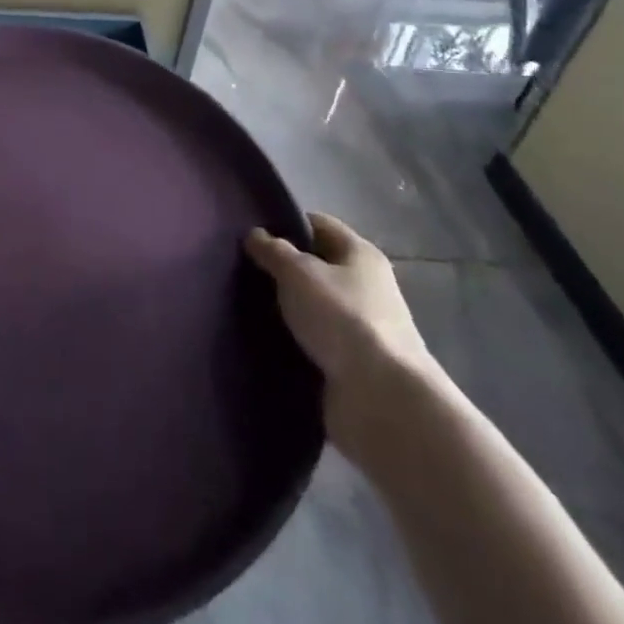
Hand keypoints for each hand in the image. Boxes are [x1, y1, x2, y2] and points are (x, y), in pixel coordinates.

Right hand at [246, 213, 436, 466]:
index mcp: (361, 255)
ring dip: (287, 308)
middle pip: (317, 266)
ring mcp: (362, 329)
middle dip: (282, 269)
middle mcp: (367, 287)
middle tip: (242, 269)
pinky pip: (315, 341)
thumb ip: (273, 251)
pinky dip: (294, 340)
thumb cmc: (342, 318)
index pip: (319, 225)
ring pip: (314, 306)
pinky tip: (264, 340)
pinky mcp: (353, 365)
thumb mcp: (298, 272)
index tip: (251, 232)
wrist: (382, 400)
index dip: (286, 223)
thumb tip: (255, 235)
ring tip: (245, 305)